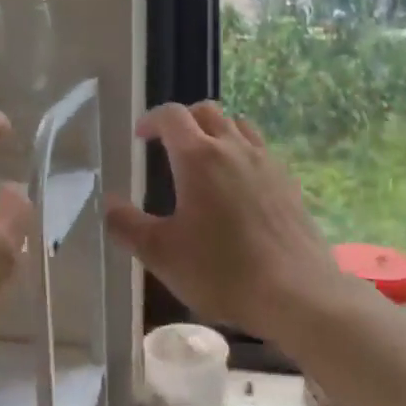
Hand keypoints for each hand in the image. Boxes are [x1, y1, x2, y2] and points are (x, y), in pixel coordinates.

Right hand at [103, 103, 344, 343]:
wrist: (297, 294)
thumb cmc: (222, 271)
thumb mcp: (160, 254)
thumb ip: (127, 225)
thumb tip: (108, 204)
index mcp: (198, 157)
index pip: (171, 115)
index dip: (151, 120)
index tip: (140, 137)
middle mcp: (233, 148)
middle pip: (206, 111)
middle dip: (183, 120)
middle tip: (168, 144)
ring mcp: (266, 162)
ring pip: (238, 125)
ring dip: (215, 131)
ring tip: (204, 158)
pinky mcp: (288, 182)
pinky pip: (260, 149)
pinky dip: (241, 151)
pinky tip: (238, 184)